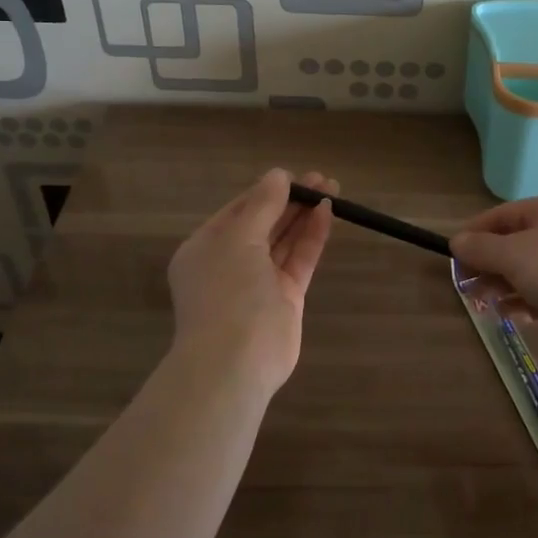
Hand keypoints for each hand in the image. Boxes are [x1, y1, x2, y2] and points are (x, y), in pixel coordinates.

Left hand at [167, 168, 336, 394]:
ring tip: (331, 188)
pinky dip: (312, 237)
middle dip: (291, 200)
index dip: (266, 191)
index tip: (294, 175)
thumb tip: (277, 175)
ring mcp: (259, 282)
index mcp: (206, 248)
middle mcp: (230, 263)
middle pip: (264, 223)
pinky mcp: (285, 298)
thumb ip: (261, 206)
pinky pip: (299, 259)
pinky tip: (327, 213)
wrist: (234, 362)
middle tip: (321, 179)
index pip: (239, 211)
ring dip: (305, 215)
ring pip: (284, 240)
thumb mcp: (238, 239)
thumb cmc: (226, 292)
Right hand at [450, 194, 537, 369]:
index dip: (473, 236)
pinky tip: (514, 317)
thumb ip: (482, 248)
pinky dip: (527, 303)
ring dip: (504, 287)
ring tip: (486, 307)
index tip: (453, 261)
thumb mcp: (515, 255)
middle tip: (468, 290)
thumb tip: (457, 241)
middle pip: (513, 243)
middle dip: (488, 266)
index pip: (500, 215)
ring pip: (529, 271)